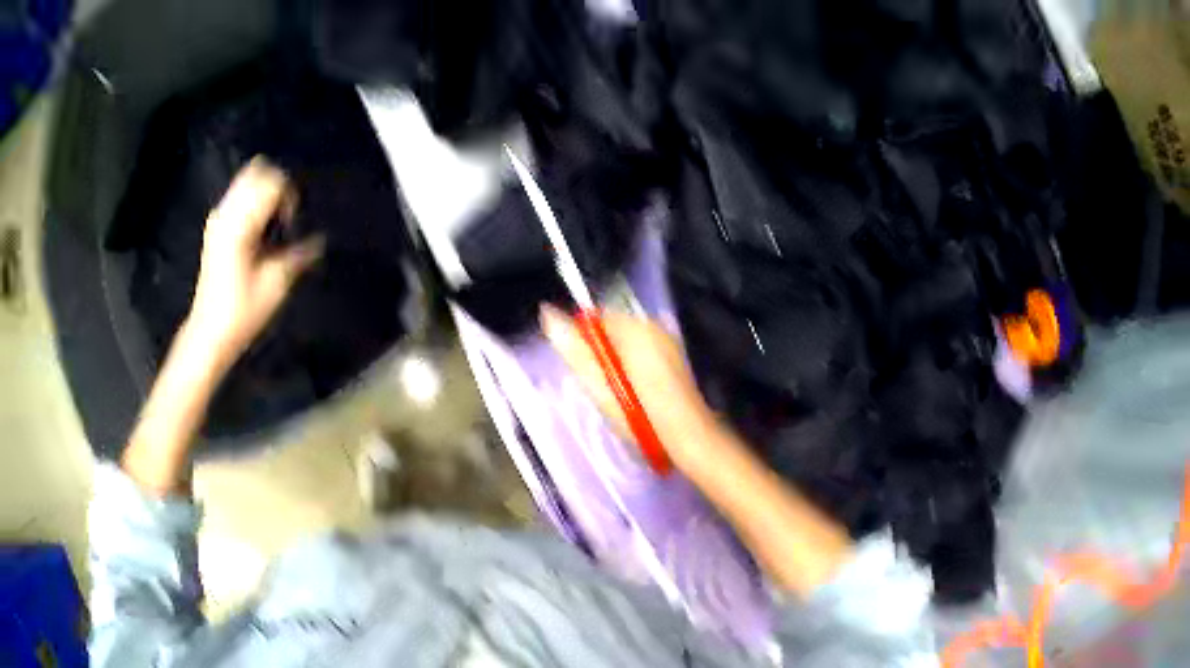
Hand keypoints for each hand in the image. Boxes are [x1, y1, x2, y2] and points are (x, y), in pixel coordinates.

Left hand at [187, 157, 322, 361]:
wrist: (209, 333)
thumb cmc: (242, 312)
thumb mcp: (276, 284)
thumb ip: (300, 255)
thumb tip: (321, 240)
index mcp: (240, 224)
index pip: (272, 182)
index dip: (289, 196)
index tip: (291, 224)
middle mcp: (226, 214)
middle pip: (257, 171)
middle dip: (277, 187)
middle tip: (285, 217)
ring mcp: (218, 219)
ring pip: (246, 180)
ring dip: (265, 193)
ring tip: (272, 223)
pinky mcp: (215, 228)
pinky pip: (238, 196)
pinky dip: (253, 202)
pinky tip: (259, 230)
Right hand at [541, 305, 716, 468]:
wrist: (687, 435)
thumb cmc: (639, 413)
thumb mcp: (600, 385)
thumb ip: (574, 348)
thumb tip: (547, 313)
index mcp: (634, 327)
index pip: (595, 316)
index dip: (583, 341)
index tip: (585, 369)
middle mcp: (653, 325)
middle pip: (612, 328)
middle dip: (601, 352)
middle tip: (602, 386)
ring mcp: (667, 339)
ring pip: (627, 341)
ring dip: (617, 361)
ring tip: (620, 392)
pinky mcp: (674, 355)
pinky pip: (642, 351)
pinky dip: (633, 366)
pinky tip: (636, 391)